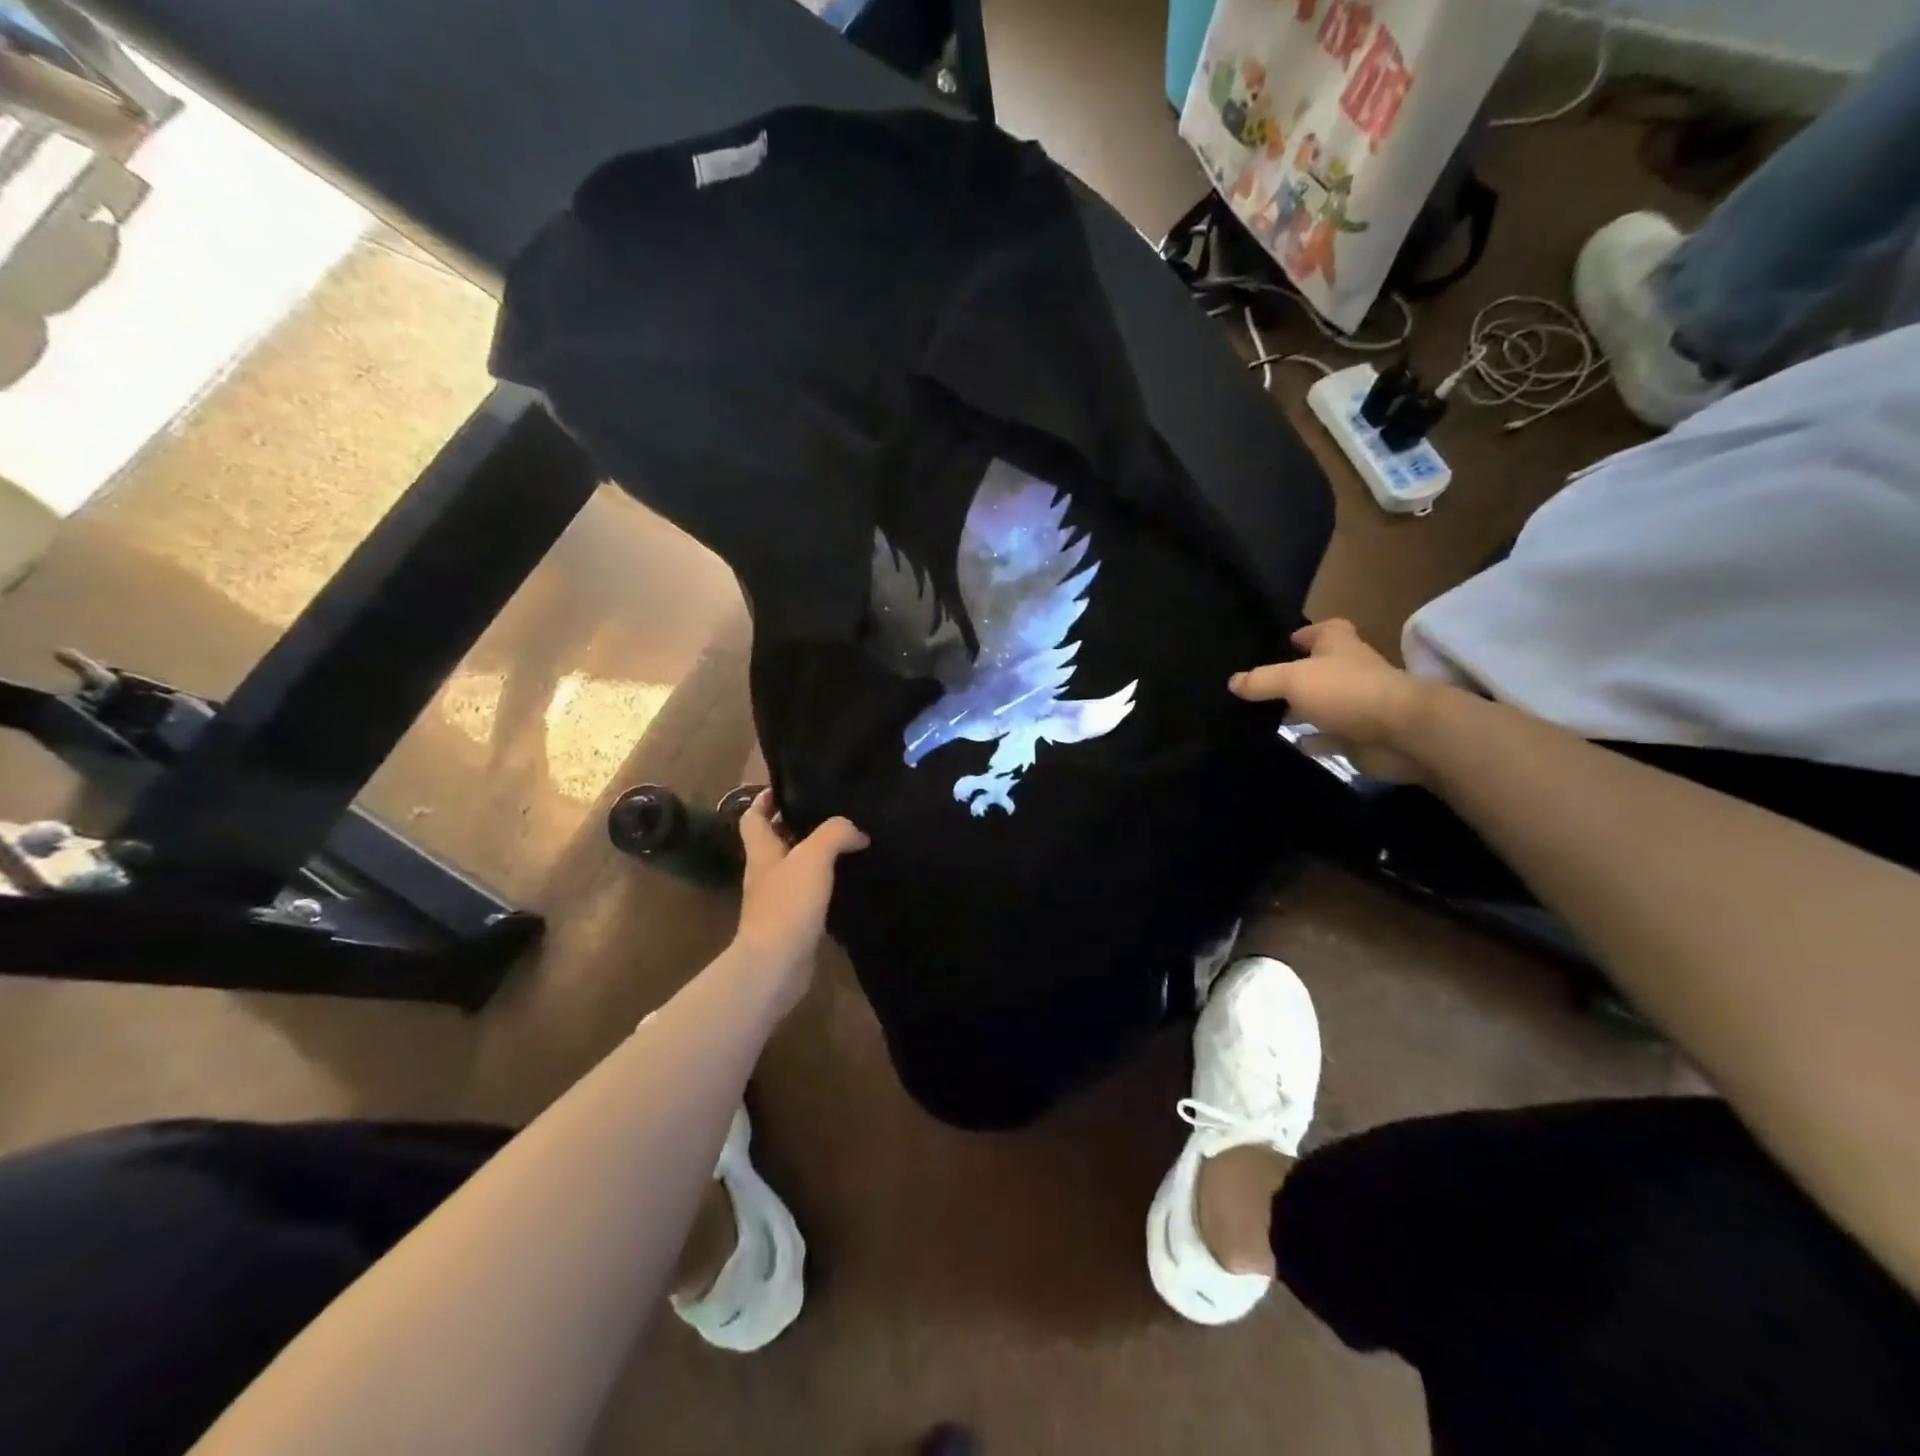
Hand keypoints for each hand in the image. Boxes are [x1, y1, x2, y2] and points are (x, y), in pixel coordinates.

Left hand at [730, 792, 867, 1014]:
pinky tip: (847, 880)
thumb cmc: (788, 903)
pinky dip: (823, 883)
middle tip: (829, 812)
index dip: (765, 800)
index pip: (753, 817)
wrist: (776, 964)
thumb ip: (835, 833)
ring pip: (793, 867)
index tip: (788, 787)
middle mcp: (765, 872)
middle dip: (796, 825)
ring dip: (813, 855)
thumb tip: (858, 833)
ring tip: (846, 842)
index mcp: (761, 851)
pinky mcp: (791, 922)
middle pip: (775, 841)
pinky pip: (806, 893)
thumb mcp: (814, 856)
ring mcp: (776, 899)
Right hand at [1230, 619, 1428, 782]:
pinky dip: (1313, 739)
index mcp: (1340, 646)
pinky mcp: (1359, 735)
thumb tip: (1233, 681)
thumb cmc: (1347, 692)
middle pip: (1321, 668)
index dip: (1307, 633)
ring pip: (1323, 703)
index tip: (1286, 641)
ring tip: (1265, 715)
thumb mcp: (1294, 679)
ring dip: (1302, 709)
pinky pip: (1329, 736)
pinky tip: (1291, 743)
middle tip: (1262, 684)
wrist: (1402, 733)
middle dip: (1297, 674)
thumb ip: (1261, 680)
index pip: (1326, 630)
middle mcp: (1350, 671)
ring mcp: (1357, 705)